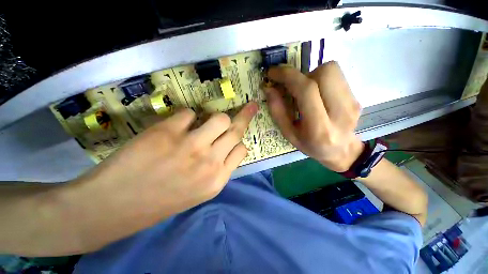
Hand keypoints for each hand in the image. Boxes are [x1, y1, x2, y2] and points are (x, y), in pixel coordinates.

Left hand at [64, 102, 257, 250]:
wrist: (113, 207)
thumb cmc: (160, 201)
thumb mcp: (200, 190)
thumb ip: (218, 168)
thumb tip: (227, 145)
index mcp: (217, 179)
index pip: (242, 150)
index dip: (239, 141)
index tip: (237, 134)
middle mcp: (210, 161)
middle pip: (236, 130)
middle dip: (244, 116)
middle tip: (249, 107)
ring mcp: (190, 145)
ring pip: (220, 118)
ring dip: (216, 118)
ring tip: (206, 122)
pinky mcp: (168, 132)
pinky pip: (189, 113)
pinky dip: (186, 117)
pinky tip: (176, 127)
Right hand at [265, 61, 362, 171]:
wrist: (341, 151)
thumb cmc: (310, 145)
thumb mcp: (289, 134)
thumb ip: (278, 111)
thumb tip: (268, 88)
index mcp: (320, 127)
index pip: (307, 90)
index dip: (288, 76)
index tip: (273, 72)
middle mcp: (340, 112)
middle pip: (325, 72)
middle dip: (302, 75)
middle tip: (294, 88)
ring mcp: (352, 102)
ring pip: (332, 70)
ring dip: (313, 76)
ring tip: (307, 92)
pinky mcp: (356, 97)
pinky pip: (337, 76)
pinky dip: (322, 80)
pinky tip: (318, 95)